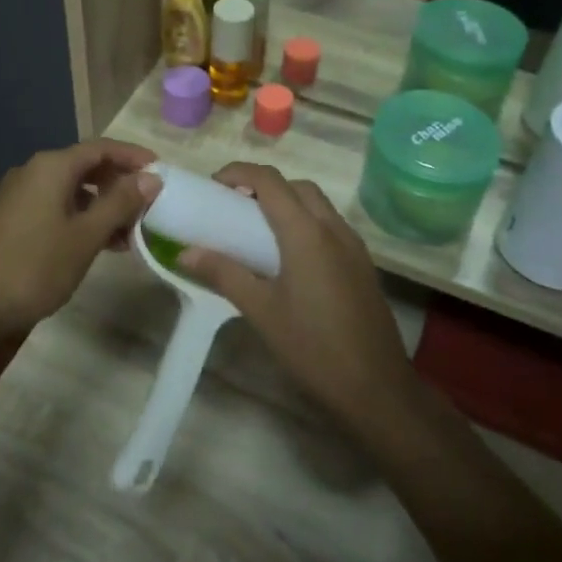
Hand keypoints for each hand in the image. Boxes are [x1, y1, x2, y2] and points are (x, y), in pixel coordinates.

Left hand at [0, 140, 159, 334]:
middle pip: (86, 166)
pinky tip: (101, 244)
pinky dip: (82, 218)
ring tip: (131, 233)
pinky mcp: (14, 219)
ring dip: (103, 206)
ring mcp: (20, 196)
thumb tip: (152, 177)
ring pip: (72, 190)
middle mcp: (33, 172)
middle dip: (119, 184)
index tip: (161, 169)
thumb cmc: (36, 266)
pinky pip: (57, 207)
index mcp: (51, 167)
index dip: (132, 156)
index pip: (100, 148)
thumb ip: (120, 203)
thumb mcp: (86, 235)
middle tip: (148, 205)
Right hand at [180, 163, 416, 435]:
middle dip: (263, 186)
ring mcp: (353, 246)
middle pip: (296, 186)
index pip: (270, 181)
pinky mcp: (362, 265)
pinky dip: (305, 222)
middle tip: (234, 208)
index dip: (238, 172)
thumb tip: (184, 253)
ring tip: (257, 231)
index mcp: (306, 233)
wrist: (378, 389)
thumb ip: (223, 274)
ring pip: (317, 204)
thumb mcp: (261, 311)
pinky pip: (330, 226)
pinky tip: (289, 257)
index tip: (212, 186)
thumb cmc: (313, 348)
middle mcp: (333, 229)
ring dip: (287, 202)